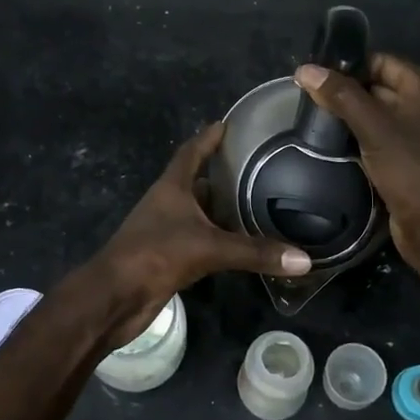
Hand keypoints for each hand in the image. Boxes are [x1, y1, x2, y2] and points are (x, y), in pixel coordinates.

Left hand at [88, 122, 310, 344]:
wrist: (115, 296)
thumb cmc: (155, 255)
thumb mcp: (209, 248)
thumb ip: (254, 252)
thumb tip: (304, 259)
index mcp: (171, 188)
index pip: (191, 152)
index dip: (208, 137)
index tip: (228, 123)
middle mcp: (168, 204)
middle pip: (198, 182)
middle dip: (224, 175)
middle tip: (259, 169)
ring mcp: (166, 231)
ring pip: (199, 213)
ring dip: (223, 210)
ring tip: (259, 204)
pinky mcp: (168, 257)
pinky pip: (199, 240)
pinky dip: (219, 239)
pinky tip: (242, 243)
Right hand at [294, 53, 419, 262]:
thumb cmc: (410, 168)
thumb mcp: (373, 127)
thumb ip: (340, 95)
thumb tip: (304, 69)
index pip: (380, 61)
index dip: (347, 67)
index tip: (313, 77)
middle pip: (377, 86)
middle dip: (345, 93)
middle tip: (306, 100)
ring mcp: (419, 132)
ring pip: (375, 113)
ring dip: (348, 117)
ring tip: (313, 120)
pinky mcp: (409, 157)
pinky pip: (378, 136)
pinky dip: (358, 137)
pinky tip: (332, 143)